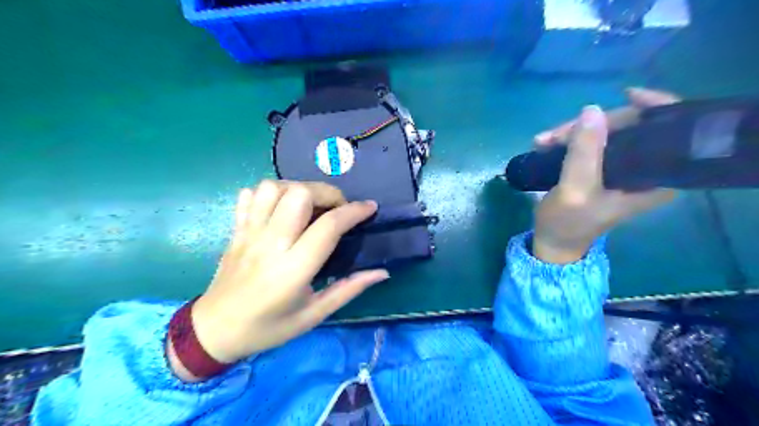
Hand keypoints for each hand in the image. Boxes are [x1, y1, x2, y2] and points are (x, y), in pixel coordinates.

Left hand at [167, 180, 387, 378]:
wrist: (214, 331)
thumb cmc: (268, 327)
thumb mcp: (314, 315)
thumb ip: (349, 289)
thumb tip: (382, 272)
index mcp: (293, 270)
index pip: (328, 226)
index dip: (354, 211)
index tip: (370, 208)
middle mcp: (271, 244)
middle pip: (300, 194)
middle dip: (327, 193)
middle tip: (336, 209)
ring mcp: (249, 233)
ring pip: (273, 187)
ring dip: (299, 189)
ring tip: (310, 206)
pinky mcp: (236, 229)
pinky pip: (250, 194)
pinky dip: (270, 193)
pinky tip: (281, 208)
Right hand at [529, 88, 678, 263]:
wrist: (553, 240)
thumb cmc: (568, 222)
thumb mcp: (575, 189)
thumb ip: (585, 153)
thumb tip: (592, 110)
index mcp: (656, 179)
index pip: (670, 131)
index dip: (653, 107)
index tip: (626, 95)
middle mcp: (646, 169)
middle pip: (630, 127)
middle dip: (590, 125)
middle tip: (554, 136)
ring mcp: (623, 167)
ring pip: (606, 131)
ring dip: (572, 133)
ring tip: (541, 142)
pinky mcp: (603, 167)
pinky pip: (592, 141)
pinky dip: (569, 139)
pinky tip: (546, 144)